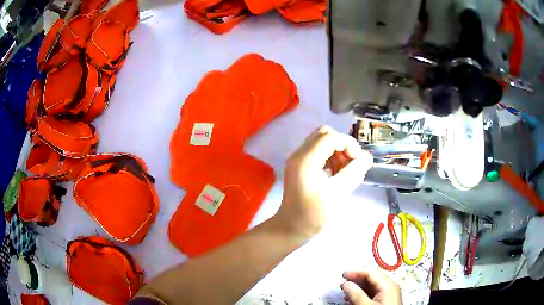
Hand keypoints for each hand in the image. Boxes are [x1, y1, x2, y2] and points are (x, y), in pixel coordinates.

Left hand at [275, 125, 372, 237]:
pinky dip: (329, 158)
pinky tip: (335, 174)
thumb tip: (368, 155)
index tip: (357, 161)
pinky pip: (317, 152)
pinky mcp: (299, 166)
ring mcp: (297, 160)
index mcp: (306, 159)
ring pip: (321, 142)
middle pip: (324, 134)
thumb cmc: (314, 215)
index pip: (330, 137)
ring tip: (343, 172)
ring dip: (337, 152)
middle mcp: (299, 154)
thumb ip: (354, 172)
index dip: (348, 144)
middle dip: (342, 146)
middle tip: (350, 164)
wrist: (291, 228)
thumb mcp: (338, 193)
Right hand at [341, 270, 401, 304]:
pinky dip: (362, 295)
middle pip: (372, 278)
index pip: (371, 272)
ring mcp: (387, 295)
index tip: (342, 275)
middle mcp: (389, 287)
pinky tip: (353, 299)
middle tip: (342, 284)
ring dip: (358, 288)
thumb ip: (356, 295)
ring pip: (371, 287)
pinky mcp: (384, 302)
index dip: (356, 271)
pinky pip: (372, 294)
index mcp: (387, 285)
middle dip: (357, 279)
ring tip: (345, 293)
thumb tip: (346, 284)